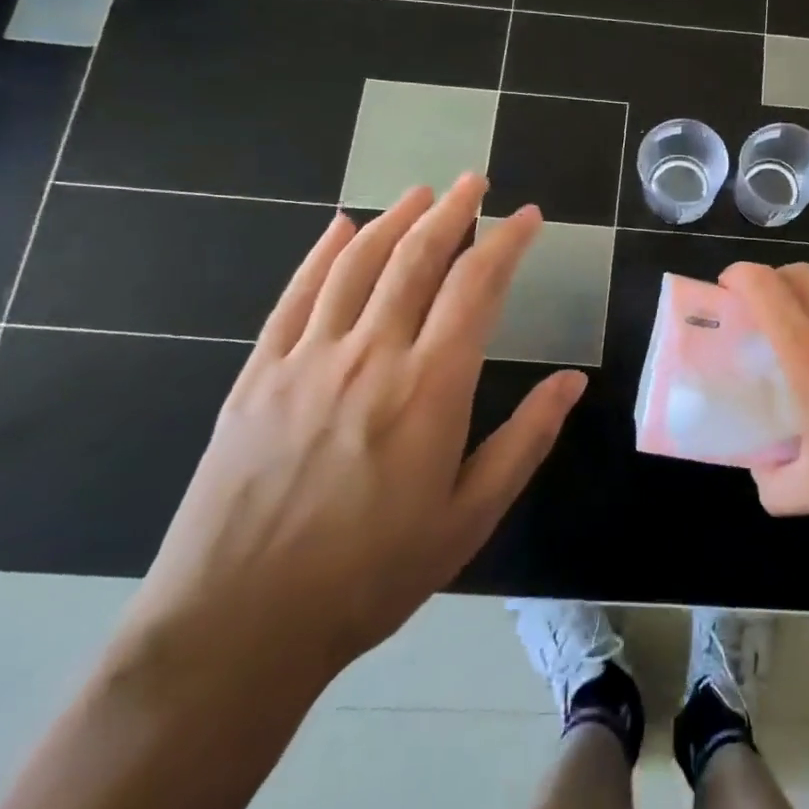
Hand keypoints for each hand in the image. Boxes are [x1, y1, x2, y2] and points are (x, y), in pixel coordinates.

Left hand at [112, 176, 585, 694]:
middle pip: (417, 258)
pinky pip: (296, 296)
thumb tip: (572, 382)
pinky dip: (322, 253)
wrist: (236, 628)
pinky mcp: (258, 376)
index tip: (528, 216)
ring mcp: (307, 360)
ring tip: (422, 192)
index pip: (478, 287)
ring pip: (357, 264)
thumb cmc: (370, 576)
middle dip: (453, 211)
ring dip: (395, 220)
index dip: (507, 241)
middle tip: (476, 181)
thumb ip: (525, 440)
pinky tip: (340, 228)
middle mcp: (370, 355)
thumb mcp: (469, 517)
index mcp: (430, 387)